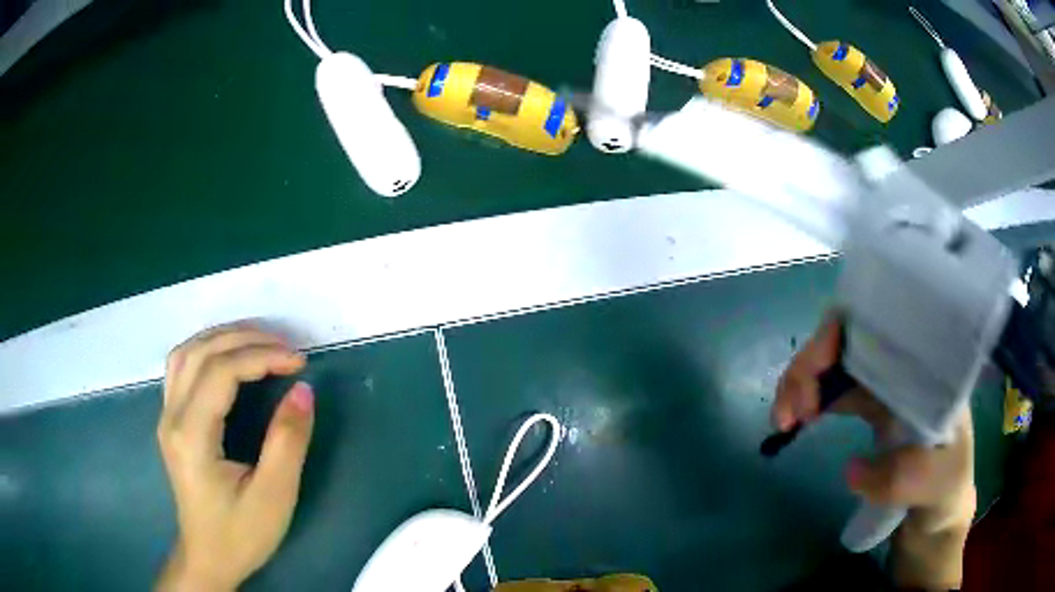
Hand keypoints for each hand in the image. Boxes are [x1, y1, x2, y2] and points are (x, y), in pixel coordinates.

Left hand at [156, 324, 314, 590]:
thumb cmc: (241, 534)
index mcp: (192, 436)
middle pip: (201, 352)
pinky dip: (207, 350)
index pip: (221, 372)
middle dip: (245, 339)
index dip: (261, 356)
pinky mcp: (170, 420)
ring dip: (223, 338)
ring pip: (186, 352)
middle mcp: (171, 417)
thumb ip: (287, 442)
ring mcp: (166, 416)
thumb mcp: (273, 497)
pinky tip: (228, 357)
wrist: (208, 557)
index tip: (299, 362)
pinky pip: (182, 366)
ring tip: (260, 342)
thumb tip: (303, 390)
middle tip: (285, 347)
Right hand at [773, 315, 974, 589]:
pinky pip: (831, 386)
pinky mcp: (868, 403)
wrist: (937, 511)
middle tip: (788, 413)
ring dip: (801, 381)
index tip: (816, 376)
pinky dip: (807, 398)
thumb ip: (902, 477)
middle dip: (811, 365)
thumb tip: (851, 469)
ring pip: (834, 360)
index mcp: (926, 366)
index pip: (881, 324)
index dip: (840, 336)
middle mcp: (903, 364)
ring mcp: (884, 382)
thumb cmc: (945, 489)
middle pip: (848, 337)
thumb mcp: (935, 485)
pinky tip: (795, 420)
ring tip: (783, 420)